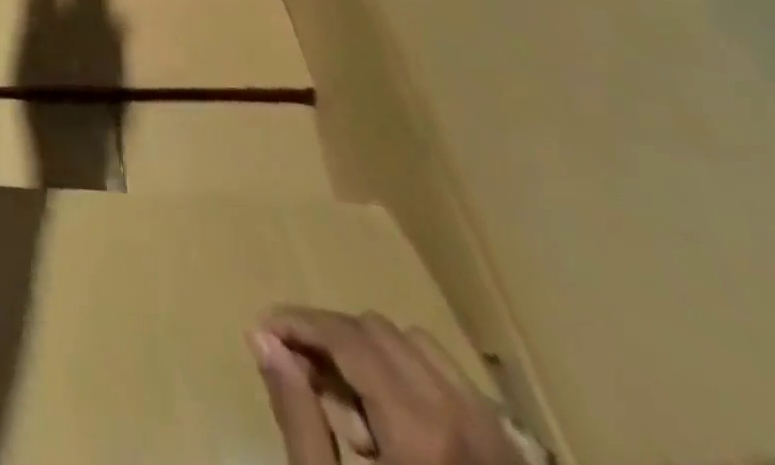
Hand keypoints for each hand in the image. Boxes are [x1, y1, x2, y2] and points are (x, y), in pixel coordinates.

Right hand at [249, 309, 527, 464]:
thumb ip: (296, 415)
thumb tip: (262, 338)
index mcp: (422, 432)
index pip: (347, 337)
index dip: (298, 323)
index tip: (261, 331)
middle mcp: (465, 418)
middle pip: (377, 332)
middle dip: (331, 340)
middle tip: (299, 375)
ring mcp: (498, 437)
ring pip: (417, 346)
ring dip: (371, 356)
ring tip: (348, 408)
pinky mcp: (513, 457)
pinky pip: (452, 381)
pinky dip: (411, 379)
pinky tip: (391, 426)